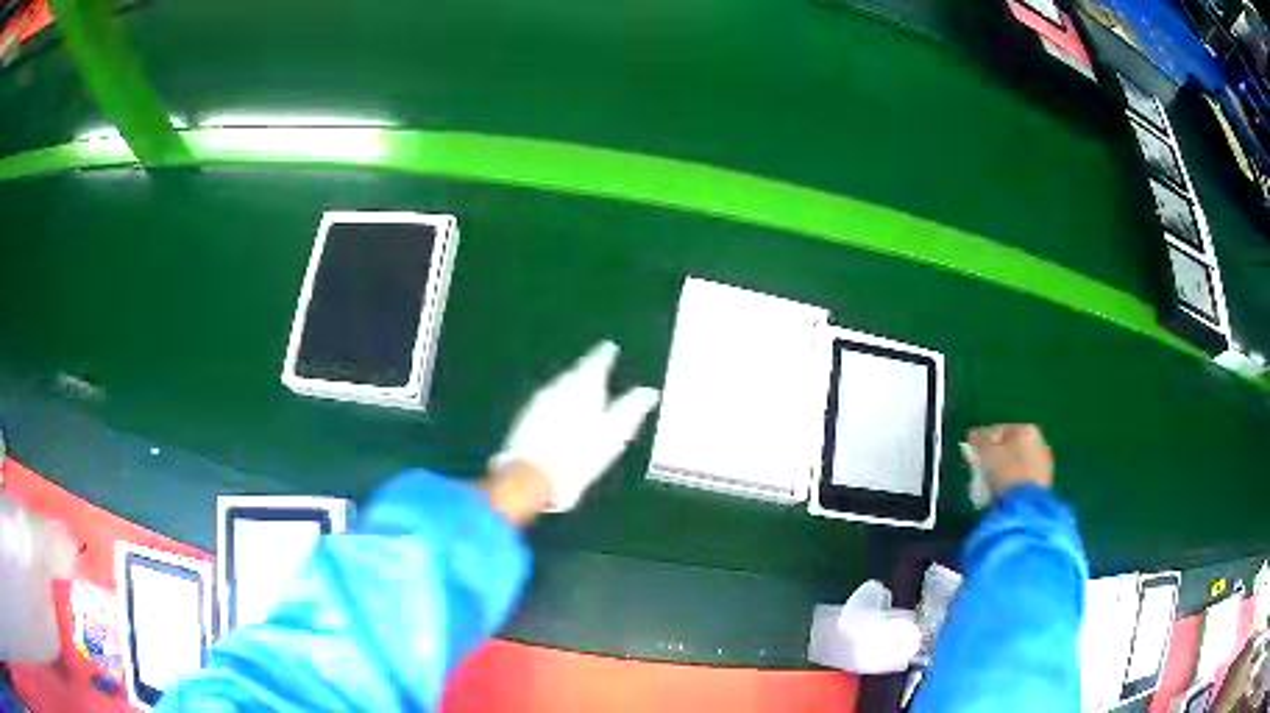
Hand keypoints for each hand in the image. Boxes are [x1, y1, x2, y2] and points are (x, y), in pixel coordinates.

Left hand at [491, 341, 659, 512]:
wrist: (533, 476)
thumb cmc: (581, 453)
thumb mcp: (616, 433)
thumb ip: (631, 408)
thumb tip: (649, 391)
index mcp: (583, 385)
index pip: (596, 361)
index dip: (604, 355)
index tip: (610, 348)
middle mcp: (558, 386)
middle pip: (575, 374)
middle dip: (586, 373)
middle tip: (597, 373)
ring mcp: (537, 402)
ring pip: (558, 388)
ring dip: (569, 390)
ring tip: (580, 396)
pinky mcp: (524, 419)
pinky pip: (545, 404)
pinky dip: (555, 407)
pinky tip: (559, 418)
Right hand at [965, 424, 1053, 495]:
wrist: (1026, 506)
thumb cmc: (1005, 473)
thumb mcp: (986, 453)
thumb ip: (979, 439)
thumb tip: (973, 434)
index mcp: (1026, 430)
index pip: (1001, 430)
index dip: (984, 440)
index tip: (972, 451)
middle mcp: (1040, 442)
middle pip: (1012, 446)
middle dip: (997, 455)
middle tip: (982, 467)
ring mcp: (1044, 464)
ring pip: (1020, 462)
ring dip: (1007, 469)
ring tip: (992, 482)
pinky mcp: (1045, 484)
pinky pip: (1024, 478)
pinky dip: (1015, 481)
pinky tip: (1005, 491)